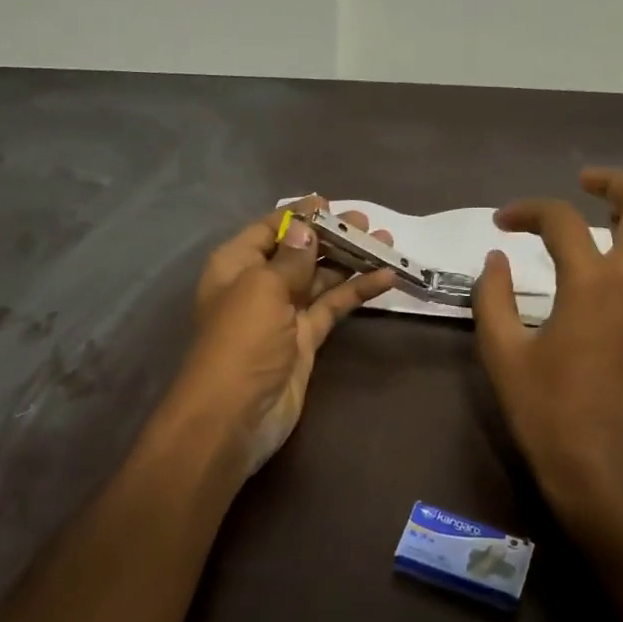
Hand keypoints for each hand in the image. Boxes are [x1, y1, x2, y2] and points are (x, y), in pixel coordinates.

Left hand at [172, 197, 396, 474]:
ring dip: (351, 261)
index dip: (299, 216)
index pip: (269, 229)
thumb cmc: (241, 342)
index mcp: (236, 265)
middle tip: (368, 223)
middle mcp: (258, 284)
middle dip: (332, 236)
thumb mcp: (262, 289)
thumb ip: (291, 257)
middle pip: (299, 251)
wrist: (235, 416)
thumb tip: (305, 226)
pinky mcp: (305, 338)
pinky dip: (357, 292)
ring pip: (321, 278)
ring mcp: (283, 313)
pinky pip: (333, 307)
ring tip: (387, 244)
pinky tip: (385, 278)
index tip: (332, 204)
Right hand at [473, 168, 622, 550]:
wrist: (599, 467)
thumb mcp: (502, 352)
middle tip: (585, 182)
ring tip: (619, 218)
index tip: (502, 223)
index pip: (562, 221)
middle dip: (616, 183)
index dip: (527, 211)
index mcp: (591, 285)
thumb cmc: (545, 411)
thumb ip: (493, 297)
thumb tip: (495, 260)